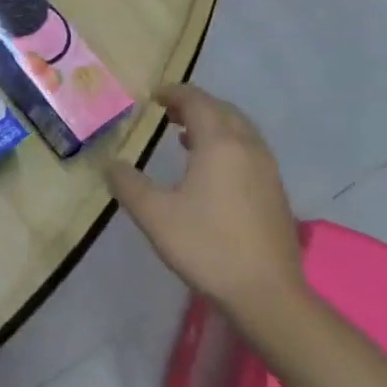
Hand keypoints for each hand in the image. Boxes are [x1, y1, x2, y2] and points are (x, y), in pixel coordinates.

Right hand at [105, 85, 303, 318]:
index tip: (153, 96)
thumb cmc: (206, 246)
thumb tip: (111, 164)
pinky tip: (210, 169)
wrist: (266, 293)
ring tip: (185, 136)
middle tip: (167, 112)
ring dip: (213, 124)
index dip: (174, 93)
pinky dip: (227, 144)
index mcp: (219, 144)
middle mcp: (248, 148)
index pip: (197, 101)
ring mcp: (267, 170)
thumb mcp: (154, 215)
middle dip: (195, 105)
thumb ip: (127, 184)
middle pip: (222, 110)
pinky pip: (249, 150)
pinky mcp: (275, 192)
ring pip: (240, 130)